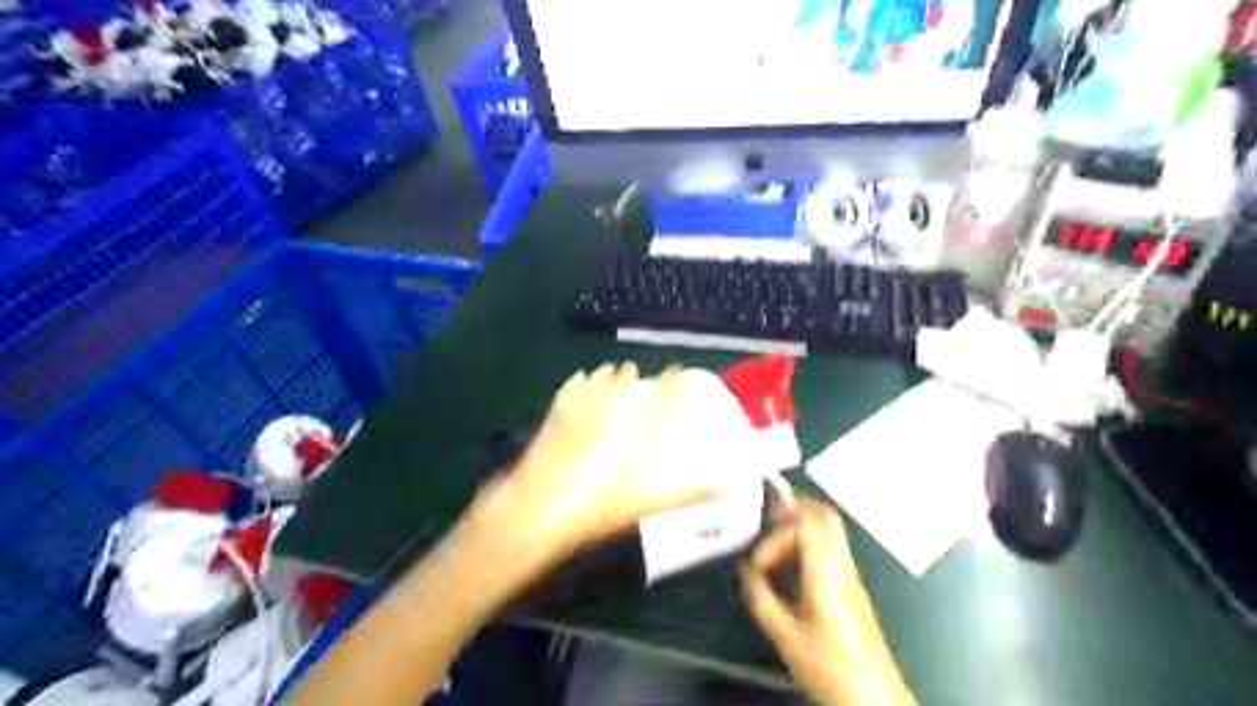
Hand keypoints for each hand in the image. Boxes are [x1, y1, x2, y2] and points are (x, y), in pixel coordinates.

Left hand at [462, 361, 717, 571]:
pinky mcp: (554, 419)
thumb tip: (720, 487)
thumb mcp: (644, 506)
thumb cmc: (595, 510)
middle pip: (623, 383)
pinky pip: (569, 391)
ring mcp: (578, 413)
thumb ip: (683, 494)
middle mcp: (608, 413)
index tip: (675, 369)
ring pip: (597, 382)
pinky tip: (579, 376)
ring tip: (612, 369)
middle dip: (631, 375)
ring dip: (606, 374)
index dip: (669, 381)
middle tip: (635, 371)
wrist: (536, 511)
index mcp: (632, 431)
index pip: (658, 398)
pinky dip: (577, 382)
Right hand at [739, 497, 919, 705]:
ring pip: (829, 530)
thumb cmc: (830, 667)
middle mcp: (842, 565)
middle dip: (792, 510)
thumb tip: (745, 572)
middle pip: (823, 515)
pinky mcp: (851, 588)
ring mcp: (850, 575)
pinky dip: (807, 543)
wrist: (874, 699)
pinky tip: (790, 564)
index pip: (803, 522)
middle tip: (766, 517)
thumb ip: (761, 597)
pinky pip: (830, 548)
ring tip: (773, 541)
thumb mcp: (784, 635)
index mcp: (826, 571)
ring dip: (799, 527)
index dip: (775, 535)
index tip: (758, 565)